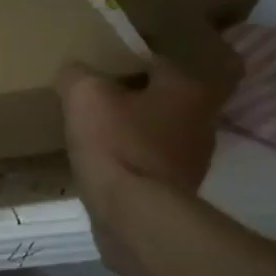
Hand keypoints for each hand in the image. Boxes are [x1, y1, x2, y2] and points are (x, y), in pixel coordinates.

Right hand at [56, 55, 233, 213]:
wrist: (135, 214)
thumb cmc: (116, 143)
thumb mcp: (84, 95)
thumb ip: (77, 75)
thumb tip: (74, 73)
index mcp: (186, 89)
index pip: (156, 61)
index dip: (125, 61)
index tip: (99, 67)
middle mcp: (202, 121)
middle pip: (160, 98)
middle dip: (132, 98)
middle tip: (96, 99)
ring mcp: (193, 160)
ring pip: (157, 132)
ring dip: (133, 131)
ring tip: (96, 133)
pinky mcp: (178, 191)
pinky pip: (150, 163)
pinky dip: (131, 160)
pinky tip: (105, 165)